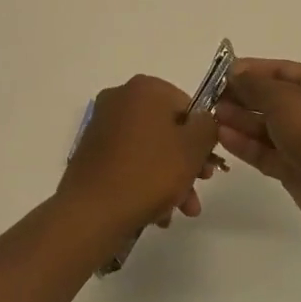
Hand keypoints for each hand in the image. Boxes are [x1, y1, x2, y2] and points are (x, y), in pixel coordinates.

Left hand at [58, 75, 222, 239]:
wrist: (92, 212)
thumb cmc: (149, 172)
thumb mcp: (193, 147)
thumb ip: (208, 126)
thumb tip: (203, 121)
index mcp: (145, 88)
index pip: (187, 106)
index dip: (201, 137)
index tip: (208, 165)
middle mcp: (120, 98)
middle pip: (167, 129)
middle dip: (186, 162)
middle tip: (198, 188)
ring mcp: (102, 125)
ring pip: (150, 148)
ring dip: (170, 178)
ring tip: (180, 210)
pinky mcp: (92, 151)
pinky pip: (129, 160)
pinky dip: (145, 181)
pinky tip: (157, 212)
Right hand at [214, 59, 300, 234]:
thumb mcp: (283, 98)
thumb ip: (254, 85)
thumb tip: (235, 74)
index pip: (280, 70)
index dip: (250, 70)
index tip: (220, 73)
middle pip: (271, 99)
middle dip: (241, 97)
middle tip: (210, 98)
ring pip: (267, 127)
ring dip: (240, 121)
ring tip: (211, 117)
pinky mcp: (296, 169)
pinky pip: (267, 151)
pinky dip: (246, 144)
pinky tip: (223, 137)